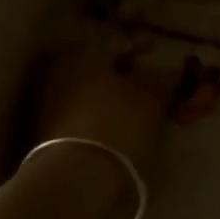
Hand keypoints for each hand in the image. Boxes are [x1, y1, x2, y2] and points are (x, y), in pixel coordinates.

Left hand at [31, 28, 167, 183]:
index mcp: (85, 52)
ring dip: (111, 95)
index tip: (154, 46)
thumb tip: (172, 73)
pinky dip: (100, 113)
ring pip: (89, 90)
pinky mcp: (47, 132)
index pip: (117, 42)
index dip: (140, 44)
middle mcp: (62, 70)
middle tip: (146, 78)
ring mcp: (50, 102)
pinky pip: (81, 112)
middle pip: (100, 66)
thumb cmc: (116, 122)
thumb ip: (162, 82)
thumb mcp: (150, 99)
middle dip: (123, 72)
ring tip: (135, 105)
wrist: (73, 177)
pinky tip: (117, 124)